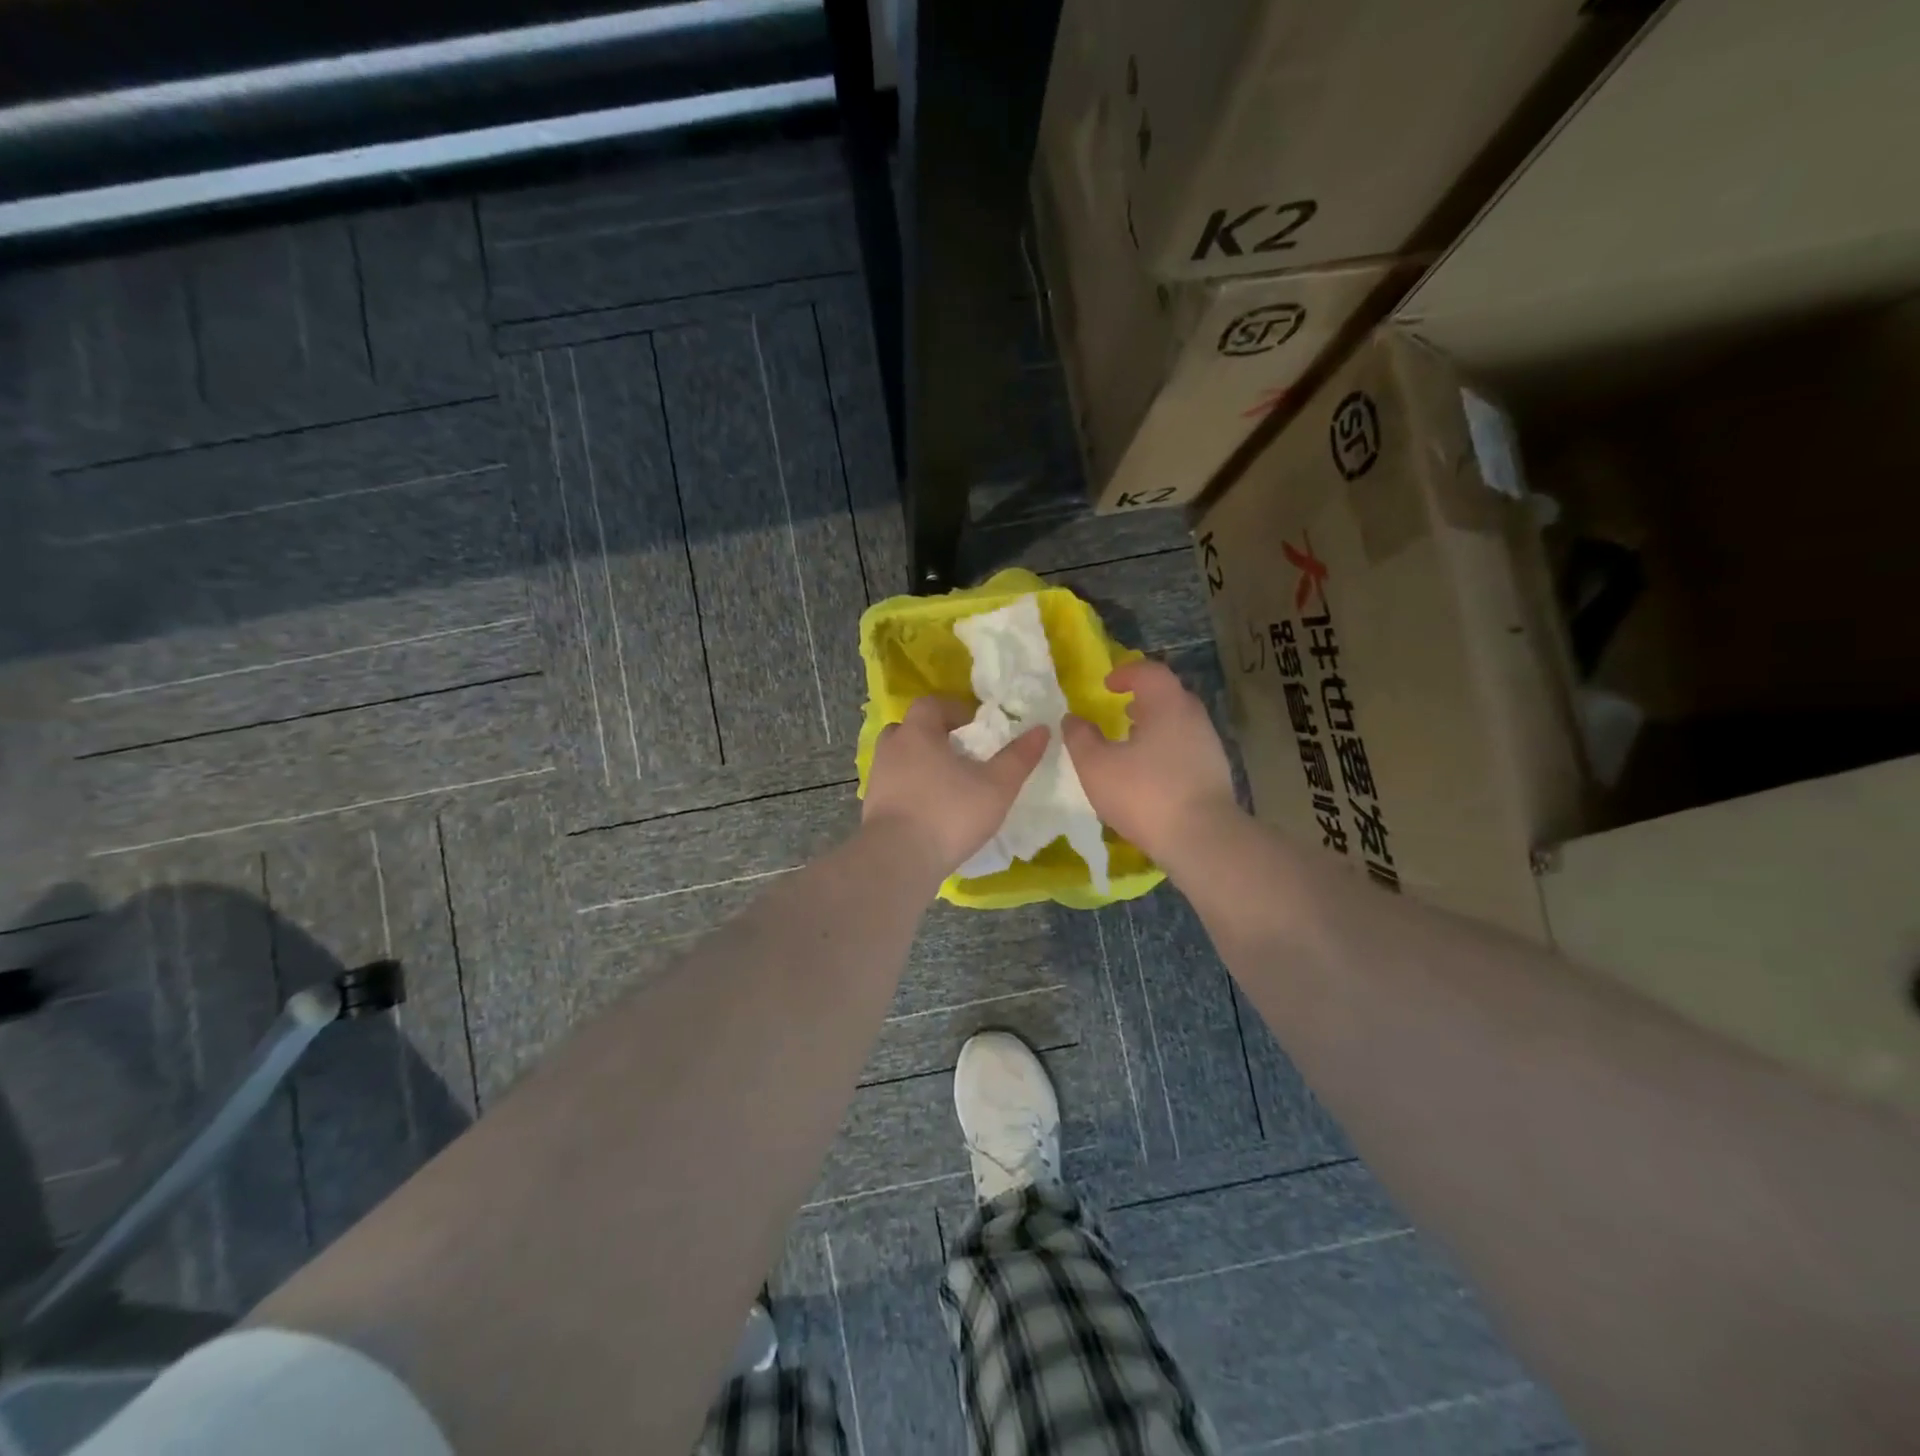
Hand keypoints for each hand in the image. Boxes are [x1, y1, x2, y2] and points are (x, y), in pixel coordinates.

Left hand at [863, 696, 1047, 878]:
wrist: (898, 860)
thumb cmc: (949, 813)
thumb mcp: (996, 786)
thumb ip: (1019, 757)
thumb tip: (1042, 729)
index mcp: (918, 732)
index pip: (931, 704)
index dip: (954, 709)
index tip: (975, 726)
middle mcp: (892, 748)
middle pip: (909, 728)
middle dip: (933, 735)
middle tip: (959, 753)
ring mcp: (878, 778)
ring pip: (899, 758)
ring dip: (919, 763)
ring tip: (946, 783)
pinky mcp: (872, 807)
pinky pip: (893, 786)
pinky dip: (910, 790)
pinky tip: (929, 809)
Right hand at [1061, 659, 1240, 867]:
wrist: (1201, 839)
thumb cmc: (1144, 794)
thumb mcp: (1096, 766)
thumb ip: (1080, 738)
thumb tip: (1072, 719)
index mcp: (1167, 705)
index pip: (1149, 672)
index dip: (1126, 673)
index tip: (1107, 686)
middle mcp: (1193, 717)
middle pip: (1168, 696)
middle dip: (1142, 699)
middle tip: (1120, 712)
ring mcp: (1209, 745)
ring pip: (1179, 723)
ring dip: (1154, 726)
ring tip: (1131, 745)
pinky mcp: (1215, 772)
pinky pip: (1186, 747)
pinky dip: (1166, 749)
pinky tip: (1150, 775)